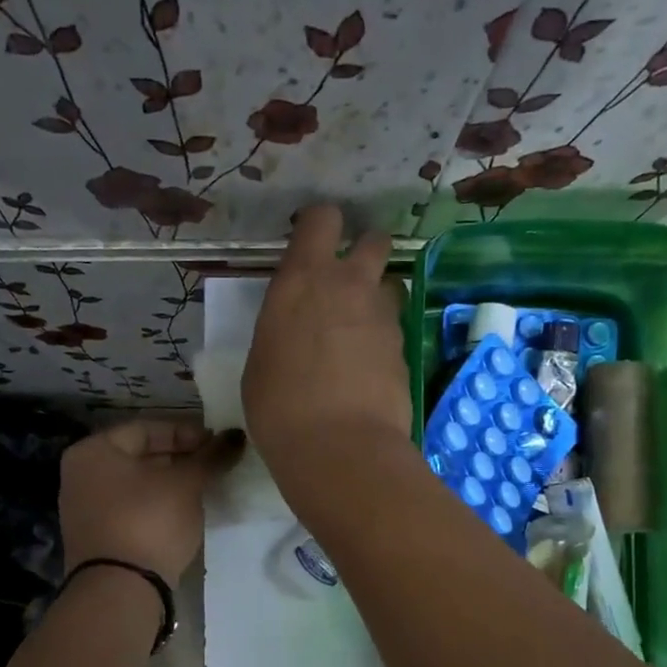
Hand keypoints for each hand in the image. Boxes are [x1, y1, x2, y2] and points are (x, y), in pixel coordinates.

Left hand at [59, 420, 242, 581]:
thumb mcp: (186, 484)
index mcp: (93, 451)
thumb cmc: (149, 522)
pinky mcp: (98, 539)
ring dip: (172, 484)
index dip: (186, 433)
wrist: (120, 591)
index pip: (147, 428)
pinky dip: (158, 507)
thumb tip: (237, 435)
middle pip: (140, 456)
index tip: (217, 445)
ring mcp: (86, 510)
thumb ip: (211, 457)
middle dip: (180, 459)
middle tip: (215, 466)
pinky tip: (184, 515)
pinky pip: (133, 511)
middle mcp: (81, 476)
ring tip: (205, 489)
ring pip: (138, 485)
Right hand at [242, 205, 412, 496]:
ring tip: (359, 332)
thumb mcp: (261, 361)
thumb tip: (294, 334)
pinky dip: (384, 341)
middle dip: (365, 251)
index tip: (312, 244)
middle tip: (348, 280)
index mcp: (303, 280)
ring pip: (390, 286)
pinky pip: (395, 330)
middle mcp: (349, 286)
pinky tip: (368, 371)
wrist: (339, 447)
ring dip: (377, 298)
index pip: (322, 219)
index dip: (320, 225)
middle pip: (375, 239)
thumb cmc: (278, 406)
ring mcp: (383, 318)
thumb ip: (281, 330)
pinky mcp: (405, 350)